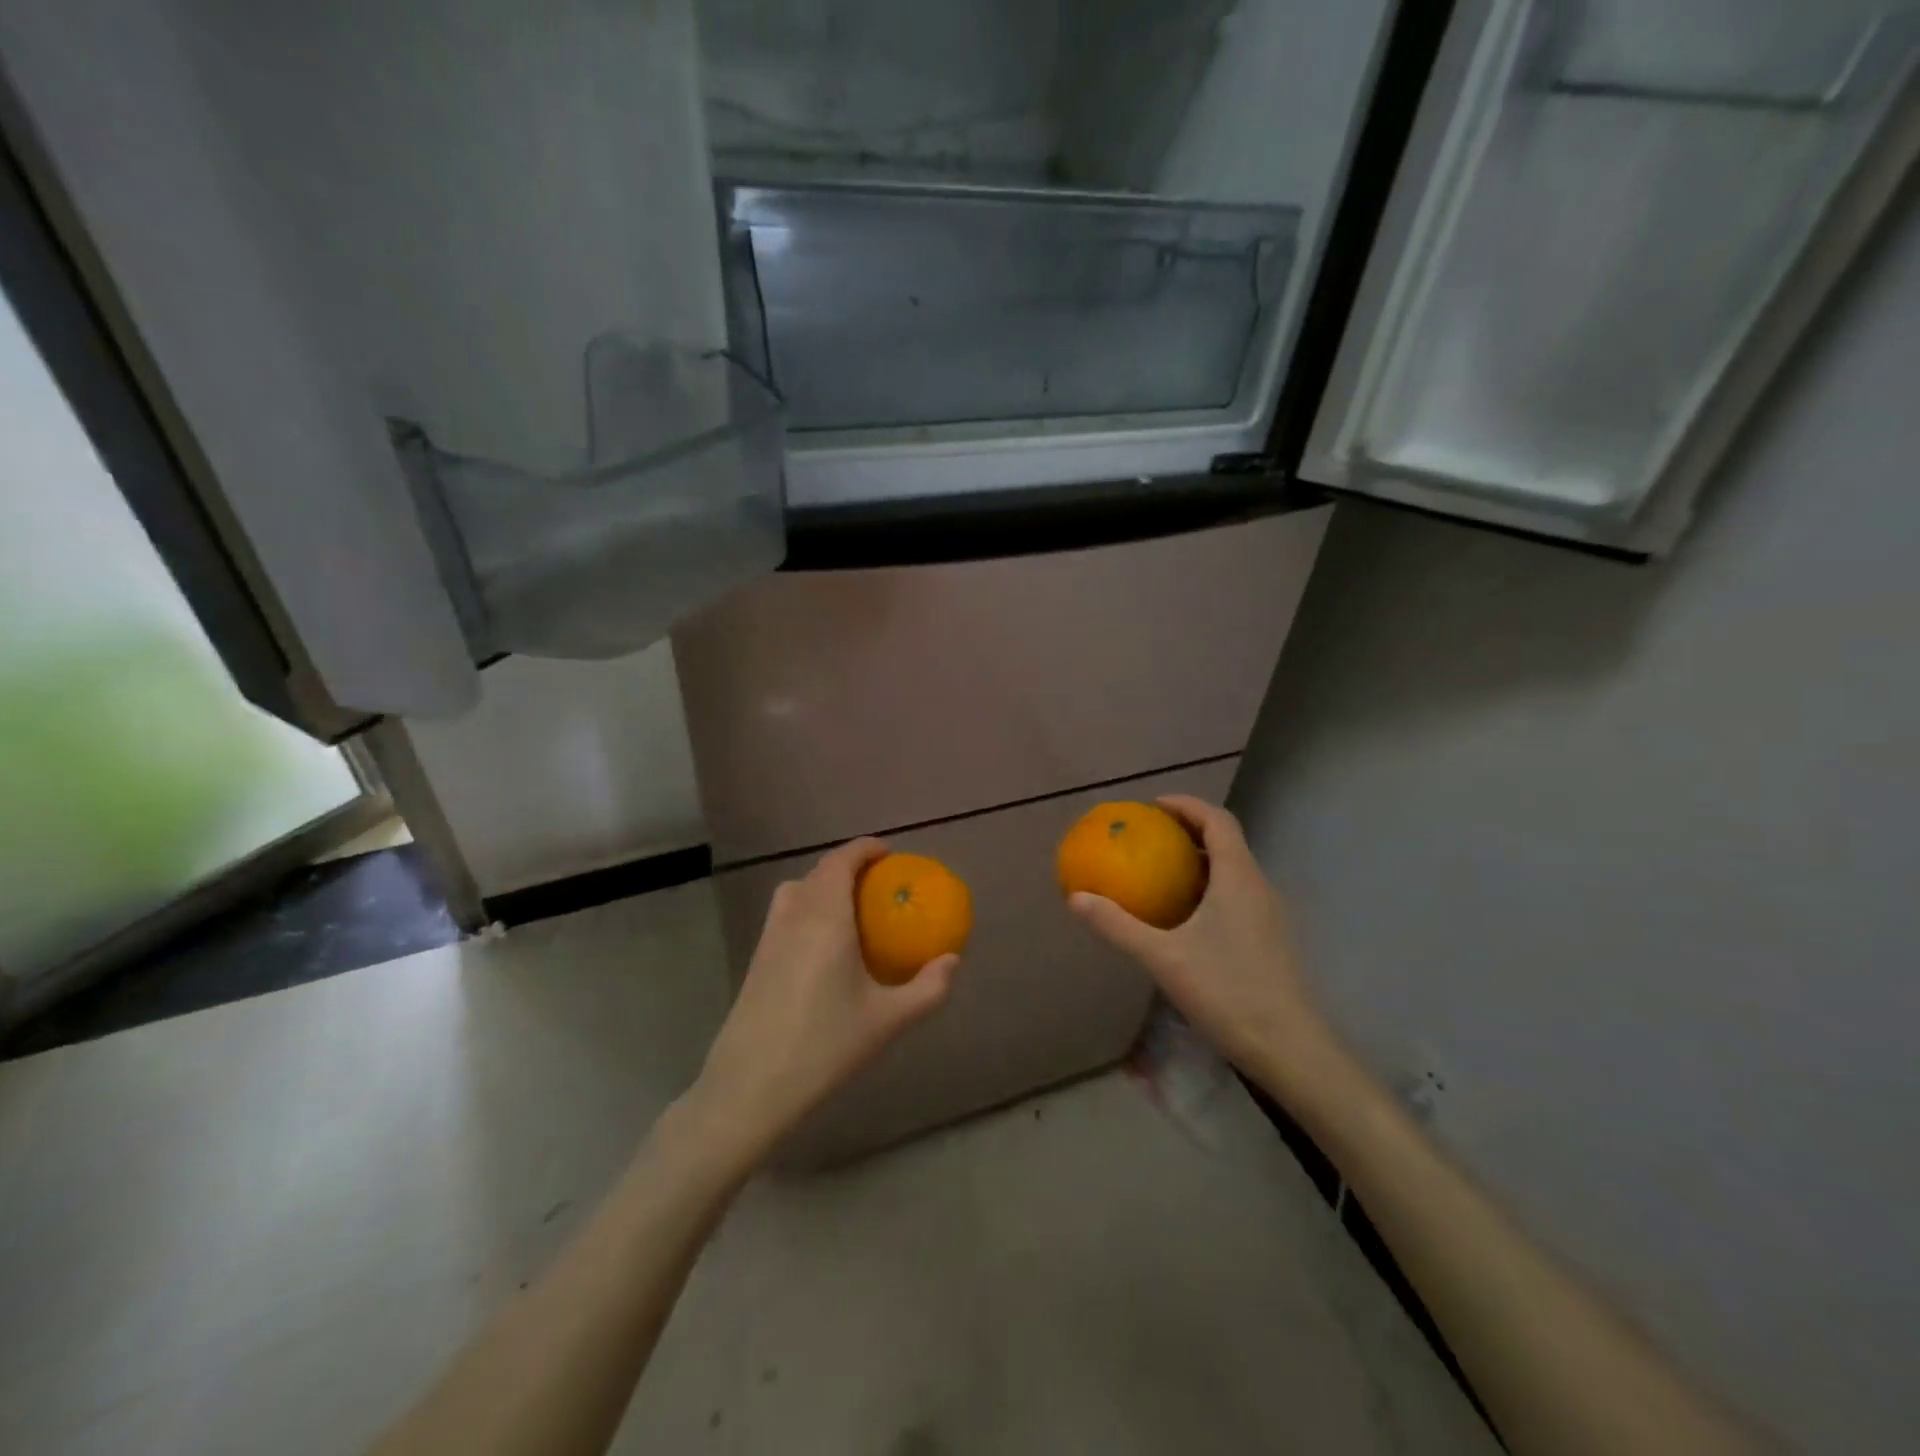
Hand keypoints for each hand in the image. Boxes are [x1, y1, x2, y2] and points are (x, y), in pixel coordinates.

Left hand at [686, 838, 958, 1168]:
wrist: (751, 1086)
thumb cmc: (825, 1046)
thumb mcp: (888, 1020)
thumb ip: (928, 988)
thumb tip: (952, 960)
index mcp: (825, 917)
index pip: (841, 861)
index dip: (865, 848)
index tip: (889, 853)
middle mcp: (794, 916)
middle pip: (819, 871)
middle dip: (849, 866)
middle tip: (879, 883)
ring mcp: (769, 937)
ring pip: (797, 890)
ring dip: (824, 885)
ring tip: (851, 908)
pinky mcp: (756, 959)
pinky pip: (785, 913)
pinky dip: (807, 907)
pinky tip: (824, 945)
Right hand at [1069, 796, 1333, 1091]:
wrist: (1290, 1049)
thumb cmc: (1227, 992)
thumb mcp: (1163, 957)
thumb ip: (1118, 925)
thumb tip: (1076, 898)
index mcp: (1238, 878)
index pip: (1217, 820)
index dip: (1186, 805)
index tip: (1153, 806)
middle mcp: (1259, 887)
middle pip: (1227, 841)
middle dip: (1189, 831)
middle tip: (1150, 837)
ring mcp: (1270, 914)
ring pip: (1234, 870)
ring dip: (1200, 860)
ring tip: (1162, 872)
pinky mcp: (1271, 939)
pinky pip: (1238, 895)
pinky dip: (1210, 887)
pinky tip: (1186, 918)